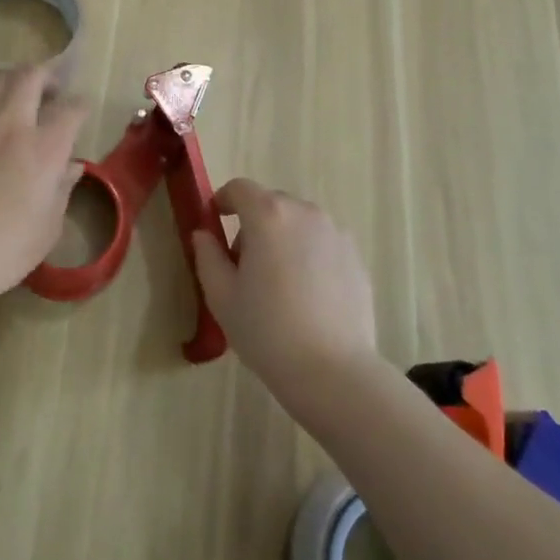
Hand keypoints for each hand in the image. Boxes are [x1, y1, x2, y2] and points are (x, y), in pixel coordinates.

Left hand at [0, 65, 87, 308]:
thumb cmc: (5, 248)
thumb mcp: (48, 226)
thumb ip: (62, 188)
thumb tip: (71, 167)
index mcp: (45, 147)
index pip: (71, 107)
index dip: (80, 106)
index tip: (80, 114)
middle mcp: (12, 125)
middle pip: (30, 76)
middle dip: (46, 76)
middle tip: (51, 92)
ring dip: (14, 83)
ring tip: (19, 101)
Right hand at [190, 179, 377, 405]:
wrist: (333, 371)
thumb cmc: (268, 331)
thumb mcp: (222, 296)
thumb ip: (207, 256)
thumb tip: (204, 234)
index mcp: (268, 215)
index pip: (239, 188)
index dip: (223, 200)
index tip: (216, 221)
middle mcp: (304, 212)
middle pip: (271, 203)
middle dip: (253, 224)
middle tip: (244, 265)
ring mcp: (335, 232)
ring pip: (298, 223)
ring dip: (283, 238)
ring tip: (279, 283)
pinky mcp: (355, 255)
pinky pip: (322, 243)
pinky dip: (309, 255)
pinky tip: (307, 296)